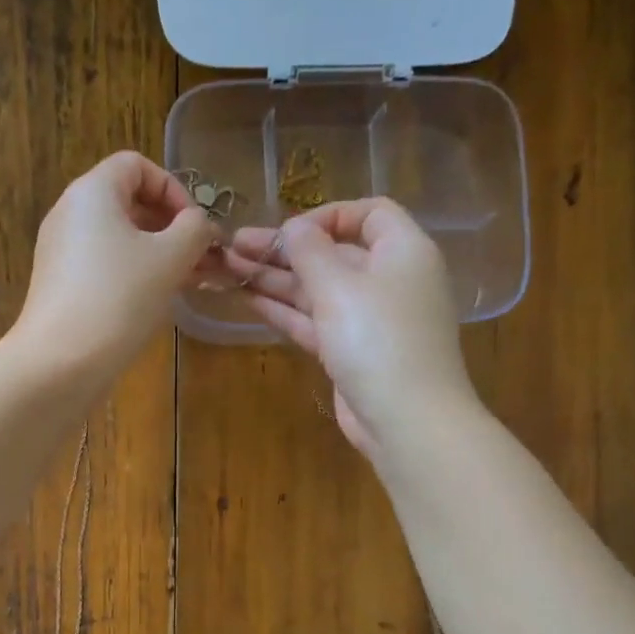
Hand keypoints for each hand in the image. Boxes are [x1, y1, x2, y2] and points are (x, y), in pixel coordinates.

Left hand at [10, 152, 217, 384]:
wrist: (59, 362)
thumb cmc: (119, 298)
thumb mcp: (170, 258)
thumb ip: (194, 230)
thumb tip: (200, 224)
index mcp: (92, 192)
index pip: (137, 165)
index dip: (173, 188)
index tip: (195, 226)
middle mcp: (70, 213)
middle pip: (128, 202)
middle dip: (170, 226)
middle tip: (199, 258)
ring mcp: (61, 252)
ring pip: (118, 238)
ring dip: (156, 254)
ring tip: (187, 282)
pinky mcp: (61, 285)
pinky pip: (104, 265)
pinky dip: (133, 274)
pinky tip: (155, 301)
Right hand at [225, 199, 476, 457]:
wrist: (406, 419)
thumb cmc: (378, 339)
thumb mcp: (340, 286)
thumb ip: (310, 251)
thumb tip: (293, 227)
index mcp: (402, 251)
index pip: (369, 214)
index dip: (327, 216)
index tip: (288, 230)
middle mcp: (388, 280)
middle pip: (333, 254)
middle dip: (284, 250)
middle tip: (234, 246)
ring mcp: (368, 319)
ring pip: (317, 290)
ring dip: (275, 279)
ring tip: (228, 269)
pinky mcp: (350, 351)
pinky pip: (315, 320)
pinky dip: (285, 309)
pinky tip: (248, 299)